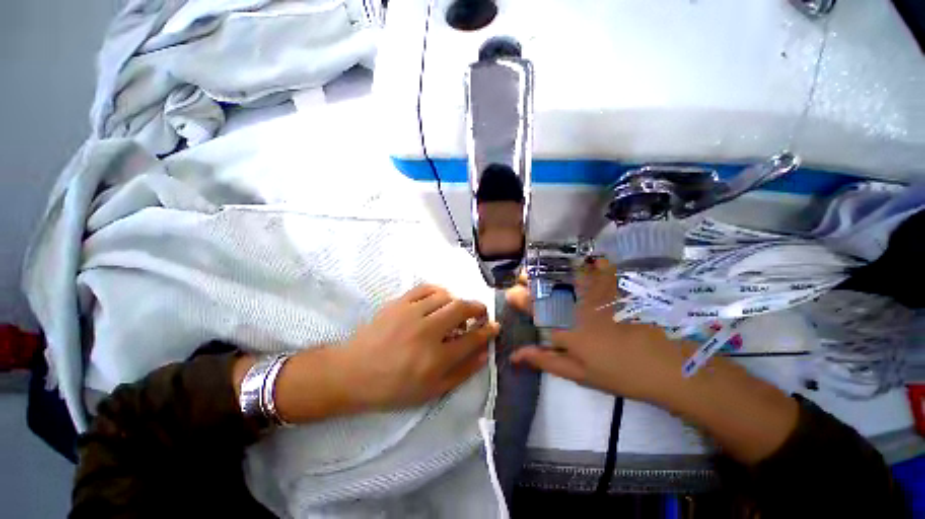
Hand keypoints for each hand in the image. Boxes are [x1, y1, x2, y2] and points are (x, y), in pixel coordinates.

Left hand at [341, 284, 499, 410]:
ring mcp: (411, 314)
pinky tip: (439, 298)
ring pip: (445, 296)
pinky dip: (438, 291)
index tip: (495, 326)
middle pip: (462, 309)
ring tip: (456, 310)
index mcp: (435, 359)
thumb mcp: (431, 391)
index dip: (488, 331)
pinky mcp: (398, 303)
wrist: (353, 372)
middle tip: (480, 313)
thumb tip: (484, 353)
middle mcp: (426, 332)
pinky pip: (425, 288)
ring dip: (457, 301)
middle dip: (478, 308)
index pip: (472, 339)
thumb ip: (461, 372)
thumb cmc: (393, 388)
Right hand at [511, 259, 689, 403]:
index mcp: (562, 326)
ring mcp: (594, 289)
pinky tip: (579, 261)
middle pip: (544, 284)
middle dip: (529, 278)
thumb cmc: (620, 372)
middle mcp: (574, 303)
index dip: (517, 297)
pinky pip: (595, 264)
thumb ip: (545, 360)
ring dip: (548, 267)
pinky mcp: (615, 283)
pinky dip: (584, 260)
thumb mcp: (579, 373)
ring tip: (542, 266)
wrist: (670, 363)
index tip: (511, 293)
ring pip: (563, 272)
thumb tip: (515, 355)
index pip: (531, 306)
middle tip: (523, 276)